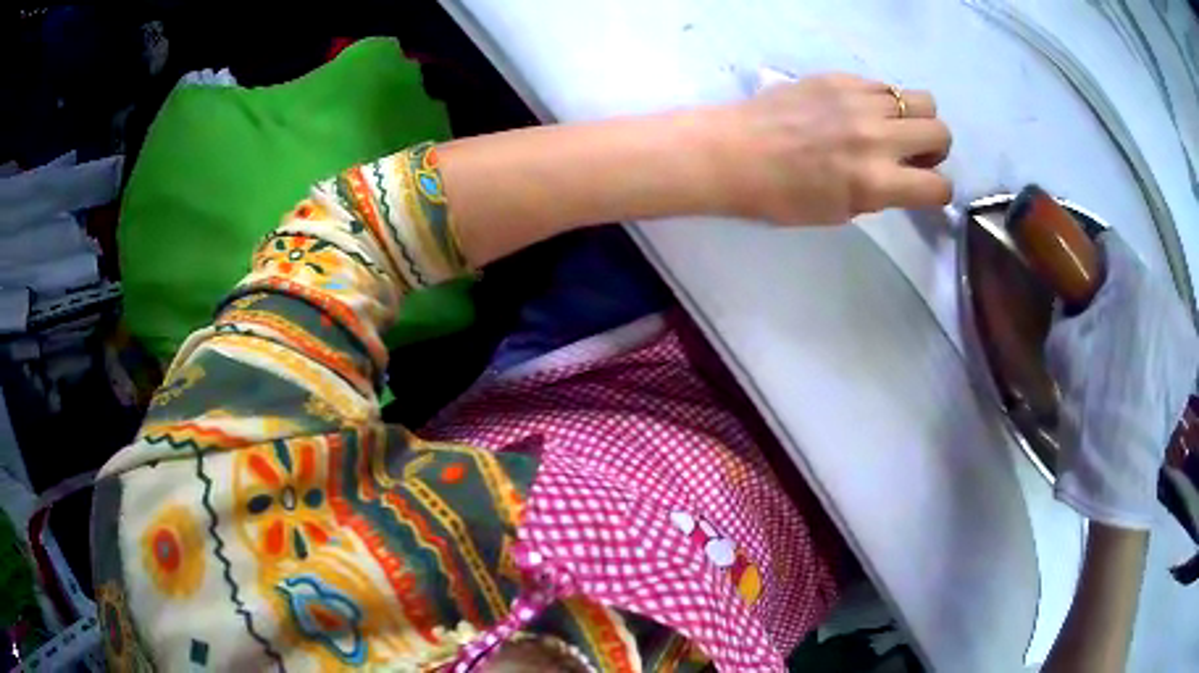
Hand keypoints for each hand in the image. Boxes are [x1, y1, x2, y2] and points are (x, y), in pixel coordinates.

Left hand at [713, 73, 952, 224]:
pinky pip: (884, 85)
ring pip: (921, 100)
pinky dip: (884, 101)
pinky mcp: (840, 77)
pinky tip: (860, 110)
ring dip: (915, 118)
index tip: (925, 189)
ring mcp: (860, 101)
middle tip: (910, 154)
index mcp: (876, 182)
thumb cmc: (782, 196)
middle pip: (941, 132)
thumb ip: (881, 193)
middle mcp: (877, 137)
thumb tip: (905, 178)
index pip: (939, 186)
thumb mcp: (840, 211)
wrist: (735, 151)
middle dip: (935, 149)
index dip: (938, 192)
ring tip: (891, 128)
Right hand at [1047, 231, 1198, 528]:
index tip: (1089, 292)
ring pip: (1158, 309)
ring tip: (1136, 369)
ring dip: (1147, 325)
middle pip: (1138, 280)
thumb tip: (1071, 301)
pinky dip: (1165, 350)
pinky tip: (1155, 382)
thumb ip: (1065, 310)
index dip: (1095, 264)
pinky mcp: (1189, 353)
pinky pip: (1174, 337)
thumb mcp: (1062, 349)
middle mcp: (1160, 287)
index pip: (1110, 244)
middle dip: (1125, 301)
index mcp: (1128, 277)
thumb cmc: (1092, 400)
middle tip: (1111, 341)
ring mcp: (1180, 321)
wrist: (1122, 466)